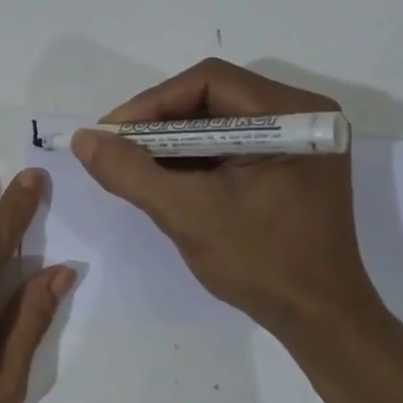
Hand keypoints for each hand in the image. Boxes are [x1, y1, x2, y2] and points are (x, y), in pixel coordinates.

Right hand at [72, 59, 384, 338]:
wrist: (318, 320)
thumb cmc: (260, 262)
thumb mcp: (187, 213)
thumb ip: (130, 172)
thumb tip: (83, 139)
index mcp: (291, 115)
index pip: (208, 82)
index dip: (152, 103)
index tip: (110, 134)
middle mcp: (300, 116)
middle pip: (212, 98)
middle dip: (158, 123)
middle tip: (116, 148)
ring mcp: (296, 142)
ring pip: (217, 121)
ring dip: (172, 141)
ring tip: (132, 164)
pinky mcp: (287, 166)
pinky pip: (230, 146)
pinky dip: (193, 158)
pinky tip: (164, 178)